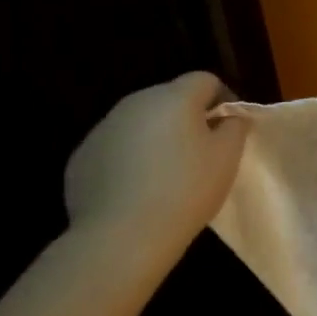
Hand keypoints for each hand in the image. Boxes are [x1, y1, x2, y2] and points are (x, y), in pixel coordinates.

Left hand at [63, 72, 249, 255]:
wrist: (122, 235)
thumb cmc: (186, 189)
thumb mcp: (227, 158)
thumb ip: (234, 127)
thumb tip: (228, 117)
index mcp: (173, 97)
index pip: (205, 80)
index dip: (223, 98)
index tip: (230, 127)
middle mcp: (134, 103)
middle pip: (169, 99)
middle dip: (188, 118)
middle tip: (203, 153)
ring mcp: (102, 129)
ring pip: (140, 123)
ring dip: (157, 138)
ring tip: (169, 175)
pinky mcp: (82, 157)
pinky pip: (116, 149)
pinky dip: (130, 160)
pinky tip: (139, 191)